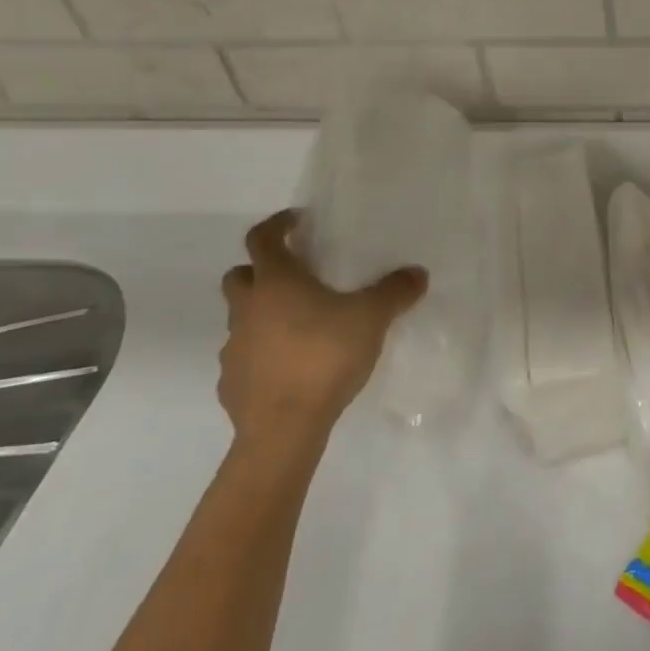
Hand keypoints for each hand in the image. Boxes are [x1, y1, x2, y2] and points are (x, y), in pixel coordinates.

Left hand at [217, 209, 426, 456]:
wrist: (284, 428)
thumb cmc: (324, 356)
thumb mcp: (372, 318)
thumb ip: (395, 291)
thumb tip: (417, 273)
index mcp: (276, 282)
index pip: (262, 238)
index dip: (278, 224)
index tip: (299, 222)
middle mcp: (248, 309)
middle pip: (240, 275)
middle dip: (262, 270)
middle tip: (298, 275)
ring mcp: (234, 348)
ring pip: (243, 317)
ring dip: (264, 313)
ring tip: (303, 324)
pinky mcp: (232, 382)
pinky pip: (246, 356)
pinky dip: (264, 352)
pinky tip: (293, 365)